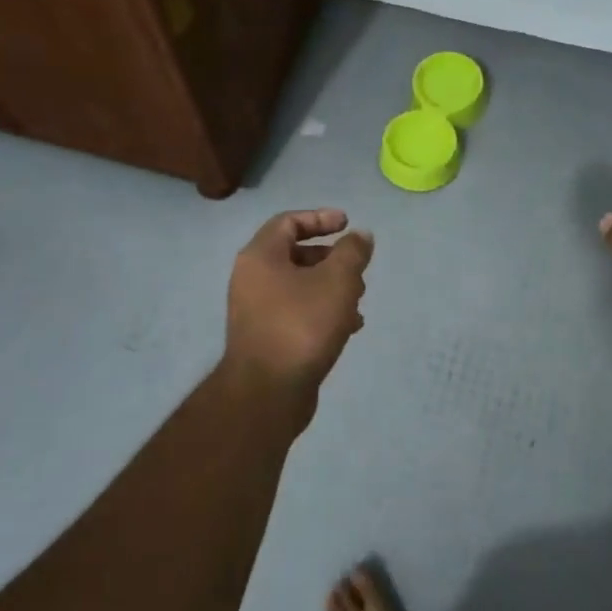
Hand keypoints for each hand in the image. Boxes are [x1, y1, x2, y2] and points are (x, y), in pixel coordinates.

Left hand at [224, 209, 373, 400]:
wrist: (268, 392)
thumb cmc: (302, 325)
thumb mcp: (337, 281)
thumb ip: (352, 252)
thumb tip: (360, 235)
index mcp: (260, 256)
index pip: (288, 221)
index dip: (320, 218)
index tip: (348, 224)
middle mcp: (251, 279)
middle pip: (294, 254)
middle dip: (331, 258)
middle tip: (357, 268)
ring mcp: (256, 310)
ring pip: (299, 286)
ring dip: (331, 287)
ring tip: (359, 301)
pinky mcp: (266, 338)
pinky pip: (297, 312)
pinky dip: (322, 311)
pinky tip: (349, 327)